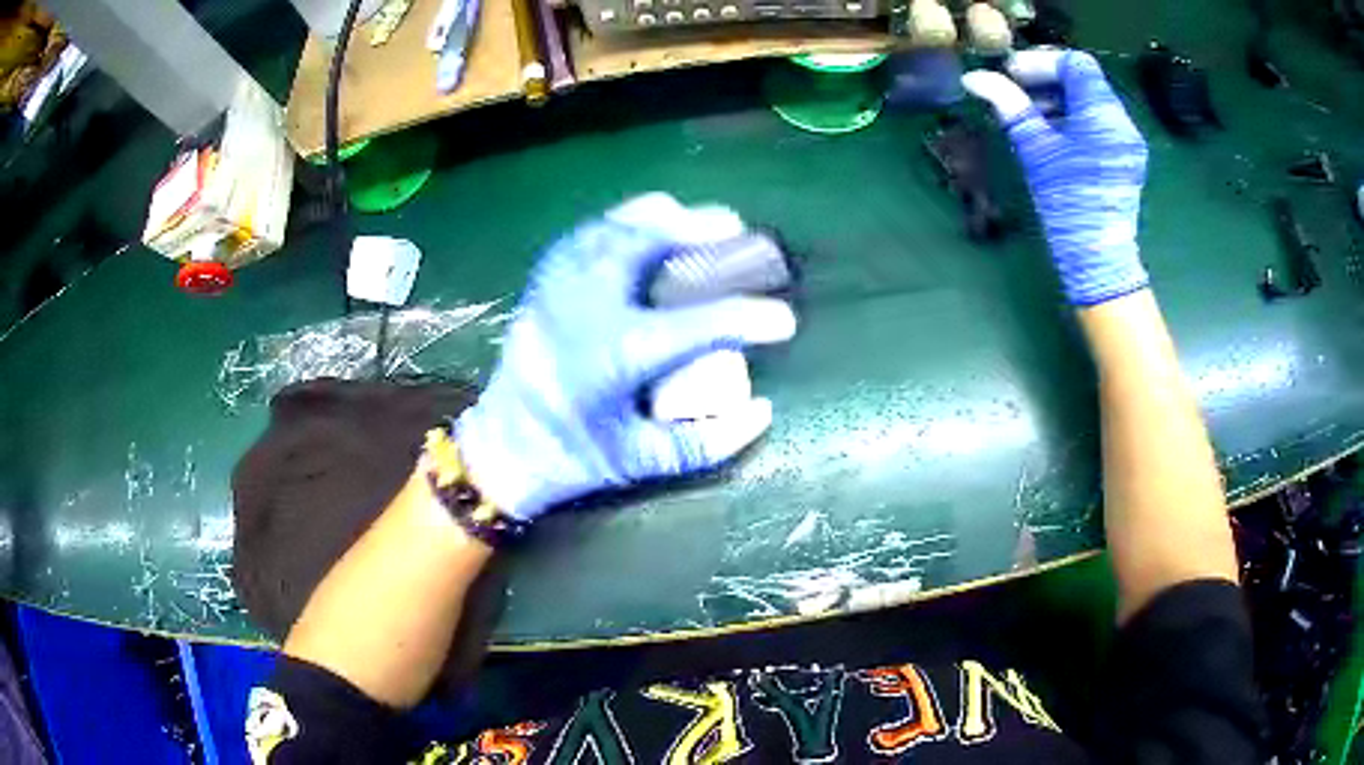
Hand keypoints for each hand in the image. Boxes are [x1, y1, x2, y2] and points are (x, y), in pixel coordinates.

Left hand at [455, 194, 797, 520]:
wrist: (503, 449)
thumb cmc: (574, 458)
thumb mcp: (641, 462)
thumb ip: (705, 443)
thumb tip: (761, 411)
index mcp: (617, 356)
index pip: (698, 326)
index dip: (749, 318)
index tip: (783, 320)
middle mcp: (586, 310)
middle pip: (644, 245)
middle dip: (695, 227)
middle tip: (733, 225)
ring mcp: (558, 291)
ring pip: (609, 230)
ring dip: (654, 215)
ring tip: (689, 213)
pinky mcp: (541, 287)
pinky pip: (581, 237)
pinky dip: (614, 222)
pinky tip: (636, 223)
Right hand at [963, 49, 1149, 305]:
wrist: (1097, 259)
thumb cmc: (1067, 203)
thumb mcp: (1035, 149)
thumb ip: (1008, 105)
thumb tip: (973, 78)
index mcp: (1103, 115)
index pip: (1076, 63)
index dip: (1042, 61)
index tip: (1013, 74)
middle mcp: (1121, 122)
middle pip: (1084, 80)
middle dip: (1048, 79)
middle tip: (1016, 91)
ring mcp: (1127, 141)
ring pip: (1091, 100)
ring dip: (1058, 98)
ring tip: (1030, 114)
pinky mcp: (1125, 158)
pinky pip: (1098, 122)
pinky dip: (1073, 117)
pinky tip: (1052, 133)